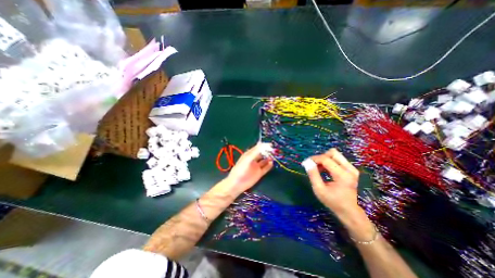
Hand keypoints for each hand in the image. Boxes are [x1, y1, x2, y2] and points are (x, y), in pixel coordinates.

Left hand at [226, 143, 272, 194]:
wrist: (237, 183)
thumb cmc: (241, 169)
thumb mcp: (248, 158)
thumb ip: (256, 152)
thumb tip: (264, 145)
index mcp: (249, 154)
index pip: (258, 148)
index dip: (264, 146)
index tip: (271, 145)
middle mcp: (253, 160)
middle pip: (262, 154)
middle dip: (267, 152)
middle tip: (274, 150)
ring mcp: (256, 166)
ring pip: (264, 161)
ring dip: (269, 158)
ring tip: (274, 156)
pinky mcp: (259, 173)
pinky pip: (266, 168)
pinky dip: (269, 165)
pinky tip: (272, 163)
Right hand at [306, 150, 359, 217]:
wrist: (349, 211)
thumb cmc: (333, 201)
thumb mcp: (319, 189)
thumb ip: (313, 174)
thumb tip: (307, 162)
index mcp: (342, 175)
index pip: (326, 159)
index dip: (314, 159)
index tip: (306, 163)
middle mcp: (349, 169)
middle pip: (332, 153)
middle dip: (320, 157)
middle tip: (314, 165)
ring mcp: (352, 169)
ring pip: (335, 155)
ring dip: (324, 159)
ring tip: (319, 169)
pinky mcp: (351, 169)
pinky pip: (338, 159)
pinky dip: (329, 162)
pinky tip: (325, 171)